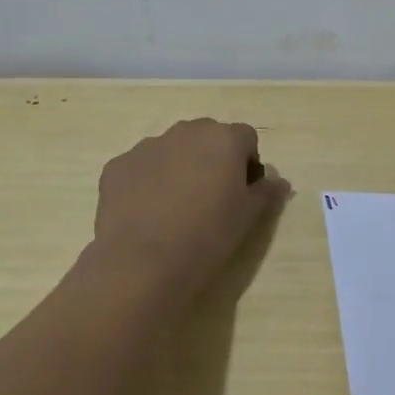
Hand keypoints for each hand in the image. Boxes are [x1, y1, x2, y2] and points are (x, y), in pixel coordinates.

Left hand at [93, 119, 289, 290]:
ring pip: (172, 150)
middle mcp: (186, 132)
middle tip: (210, 199)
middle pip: (207, 137)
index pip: (246, 138)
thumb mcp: (249, 217)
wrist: (143, 262)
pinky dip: (147, 182)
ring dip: (179, 168)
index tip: (242, 193)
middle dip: (212, 159)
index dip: (247, 163)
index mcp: (224, 139)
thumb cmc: (208, 236)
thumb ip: (267, 191)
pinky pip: (141, 167)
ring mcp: (147, 146)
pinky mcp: (117, 165)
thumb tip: (277, 180)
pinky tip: (147, 214)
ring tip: (175, 209)